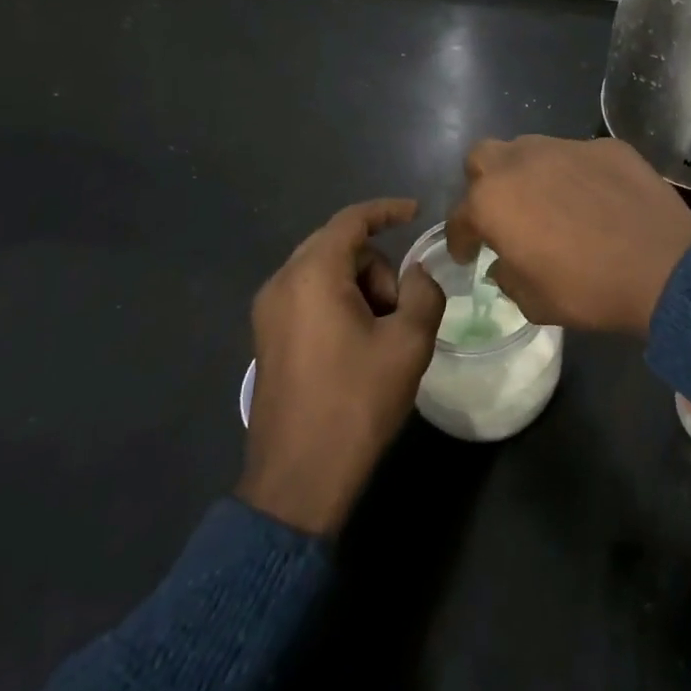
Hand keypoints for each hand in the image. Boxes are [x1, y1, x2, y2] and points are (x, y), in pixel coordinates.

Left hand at [237, 198, 444, 536]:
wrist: (297, 480)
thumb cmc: (356, 402)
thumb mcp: (408, 343)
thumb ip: (423, 293)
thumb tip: (417, 275)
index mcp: (312, 274)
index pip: (352, 220)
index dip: (387, 210)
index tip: (417, 213)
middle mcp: (282, 282)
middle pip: (338, 245)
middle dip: (378, 265)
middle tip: (402, 308)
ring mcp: (268, 312)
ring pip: (324, 272)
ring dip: (360, 288)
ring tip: (381, 336)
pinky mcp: (267, 338)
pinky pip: (309, 297)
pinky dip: (339, 303)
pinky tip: (358, 344)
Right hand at [445, 136, 690, 338]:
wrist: (663, 266)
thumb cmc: (588, 289)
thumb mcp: (534, 302)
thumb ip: (507, 277)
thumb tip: (504, 264)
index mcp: (493, 201)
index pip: (459, 216)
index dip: (461, 238)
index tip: (468, 254)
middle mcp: (521, 162)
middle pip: (482, 158)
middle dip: (483, 183)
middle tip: (501, 213)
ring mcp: (565, 147)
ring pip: (529, 148)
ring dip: (528, 173)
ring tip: (548, 200)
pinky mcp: (604, 146)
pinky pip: (576, 155)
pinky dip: (574, 174)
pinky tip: (594, 198)